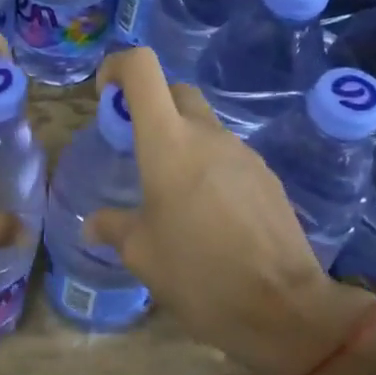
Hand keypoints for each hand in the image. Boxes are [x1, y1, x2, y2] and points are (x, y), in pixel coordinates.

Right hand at [85, 47, 375, 374]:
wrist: (282, 308)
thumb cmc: (197, 274)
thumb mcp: (141, 254)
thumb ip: (113, 228)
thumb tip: (92, 224)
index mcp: (168, 144)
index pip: (143, 69)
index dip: (118, 66)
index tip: (104, 94)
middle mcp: (208, 136)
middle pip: (176, 92)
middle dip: (149, 105)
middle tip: (133, 146)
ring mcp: (244, 154)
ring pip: (205, 127)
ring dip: (181, 142)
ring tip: (168, 194)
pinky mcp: (267, 177)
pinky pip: (228, 157)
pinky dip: (208, 168)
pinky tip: (205, 214)